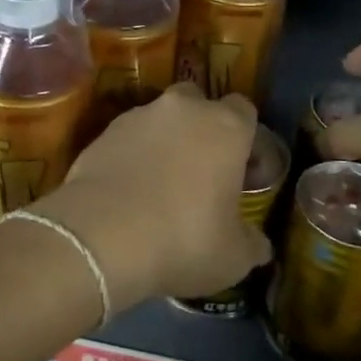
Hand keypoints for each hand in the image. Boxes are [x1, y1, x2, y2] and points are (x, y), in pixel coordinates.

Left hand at [30, 84, 268, 312]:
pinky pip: (127, 138)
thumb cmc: (183, 239)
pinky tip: (128, 191)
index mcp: (226, 127)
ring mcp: (138, 116)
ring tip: (158, 185)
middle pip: (199, 103)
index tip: (243, 172)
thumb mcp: (233, 257)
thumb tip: (260, 244)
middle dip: (201, 128)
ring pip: (160, 119)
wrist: (101, 236)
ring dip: (164, 142)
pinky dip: (132, 156)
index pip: (245, 110)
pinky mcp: (102, 133)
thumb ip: (251, 243)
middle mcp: (184, 109)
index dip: (246, 139)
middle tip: (200, 171)